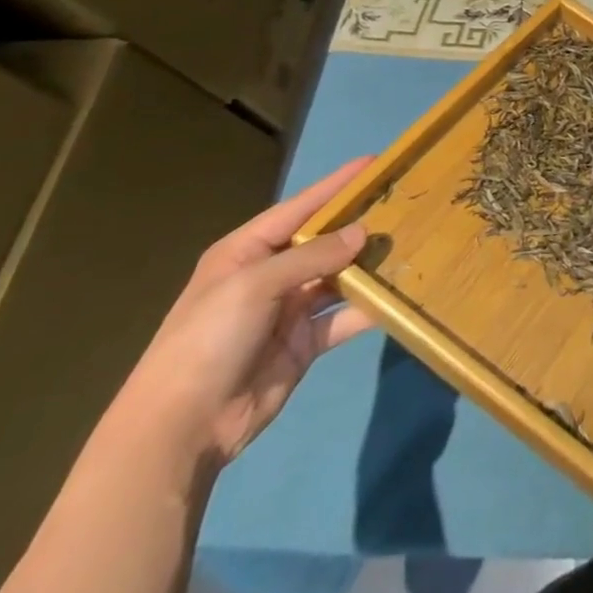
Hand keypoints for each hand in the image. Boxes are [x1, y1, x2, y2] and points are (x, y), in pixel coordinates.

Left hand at [117, 159, 376, 465]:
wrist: (181, 429)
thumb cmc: (209, 340)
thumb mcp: (256, 285)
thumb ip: (313, 256)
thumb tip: (363, 233)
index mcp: (247, 252)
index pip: (300, 208)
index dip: (336, 185)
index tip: (374, 162)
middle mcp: (269, 275)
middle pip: (323, 241)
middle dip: (359, 224)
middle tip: (404, 204)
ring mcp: (288, 311)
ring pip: (339, 277)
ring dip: (369, 265)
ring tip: (410, 243)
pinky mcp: (304, 343)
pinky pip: (343, 317)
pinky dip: (369, 307)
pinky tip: (399, 295)